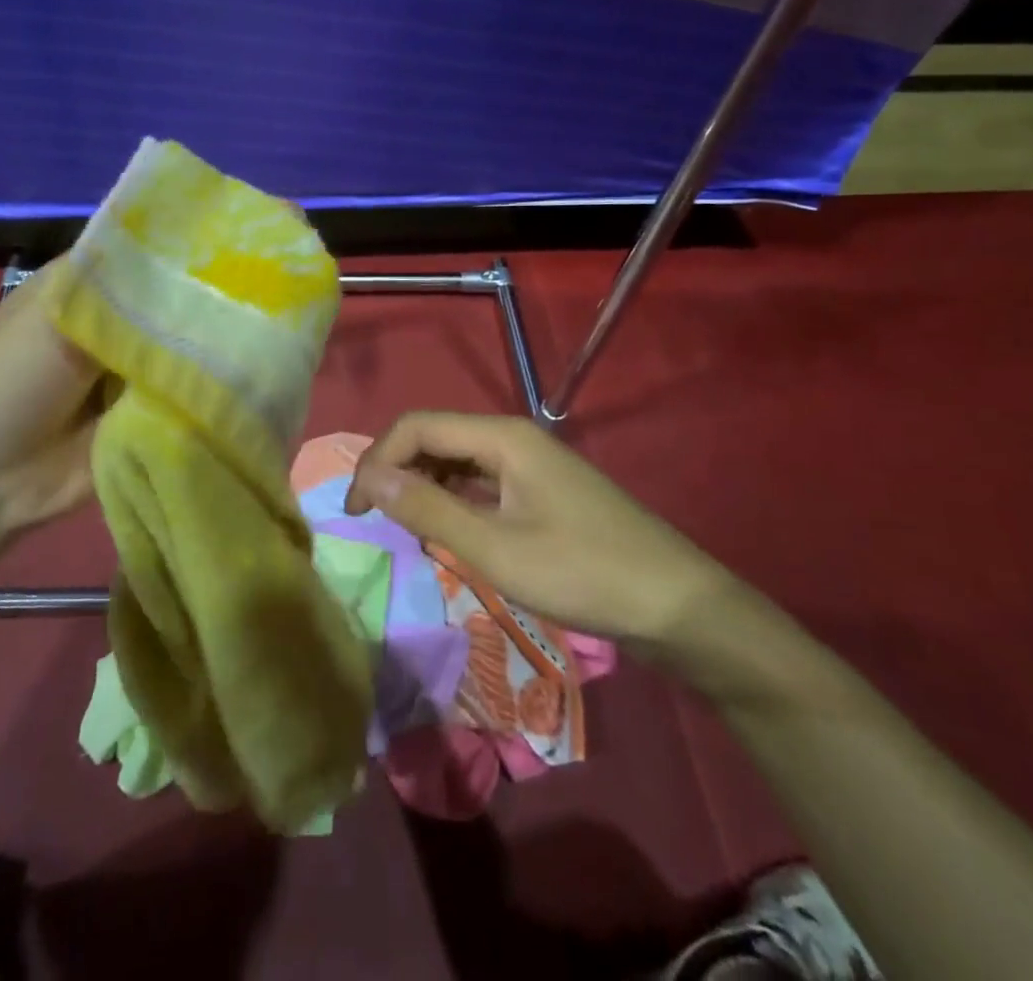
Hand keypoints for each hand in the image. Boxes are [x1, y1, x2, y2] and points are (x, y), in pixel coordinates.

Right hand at [345, 412, 740, 651]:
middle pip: (435, 438)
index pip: (416, 427)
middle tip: (377, 523)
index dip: (377, 460)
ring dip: (424, 488)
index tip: (354, 510)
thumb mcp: (495, 548)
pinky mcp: (540, 491)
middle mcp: (512, 438)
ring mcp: (529, 464)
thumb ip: (428, 510)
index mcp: (501, 436)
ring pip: (457, 461)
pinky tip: (449, 533)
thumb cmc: (583, 573)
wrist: (677, 606)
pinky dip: (454, 502)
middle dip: (397, 472)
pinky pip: (480, 483)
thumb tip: (366, 476)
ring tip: (407, 531)